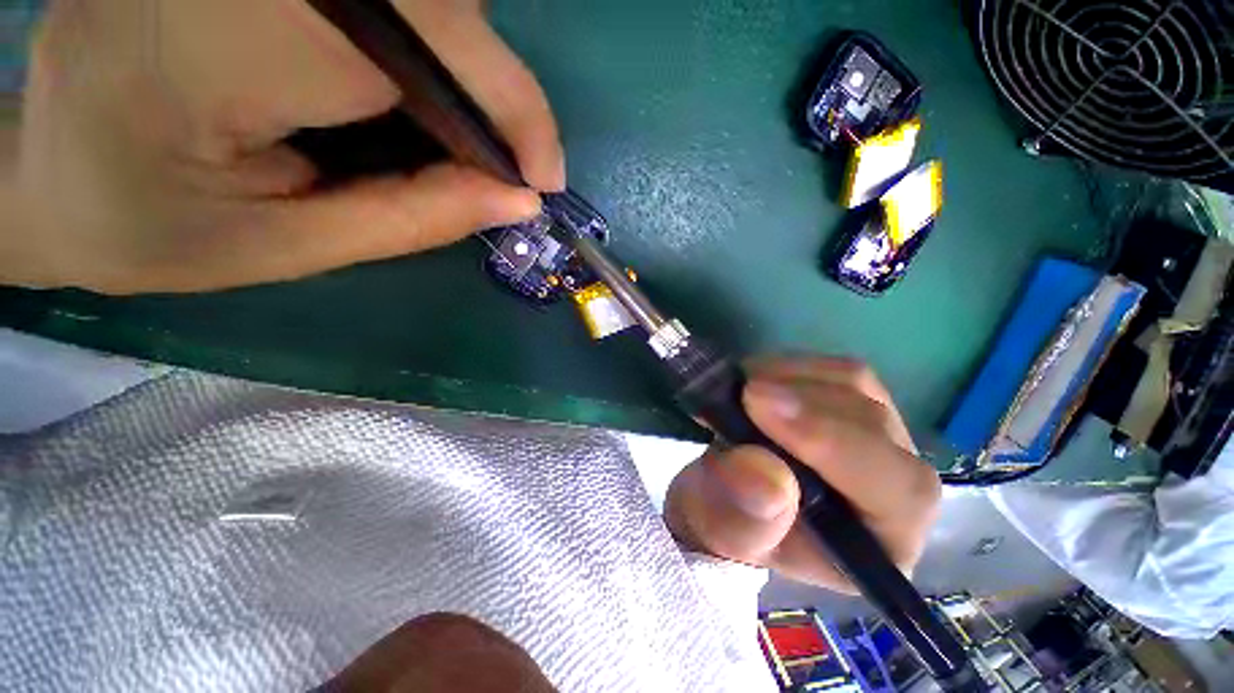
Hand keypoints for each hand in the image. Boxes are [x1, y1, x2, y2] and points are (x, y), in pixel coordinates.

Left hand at [2, 0, 562, 292]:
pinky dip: (425, 46)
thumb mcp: (288, 247)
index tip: (539, 179)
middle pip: (432, 3)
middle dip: (488, 88)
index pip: (420, 45)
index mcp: (213, 47)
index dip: (507, 108)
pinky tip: (402, 94)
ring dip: (459, 67)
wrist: (46, 169)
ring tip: (444, 136)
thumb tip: (517, 202)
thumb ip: (413, 219)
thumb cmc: (146, 228)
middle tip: (495, 166)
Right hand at [665, 356, 940, 592]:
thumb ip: (740, 520)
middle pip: (873, 424)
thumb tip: (765, 473)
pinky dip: (789, 367)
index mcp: (881, 541)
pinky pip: (832, 369)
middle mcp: (895, 485)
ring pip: (856, 385)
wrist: (725, 494)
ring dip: (791, 379)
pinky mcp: (851, 403)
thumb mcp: (719, 532)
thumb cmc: (728, 523)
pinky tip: (756, 382)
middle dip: (801, 402)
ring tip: (742, 391)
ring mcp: (876, 435)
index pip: (895, 489)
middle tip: (740, 393)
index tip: (758, 405)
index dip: (831, 441)